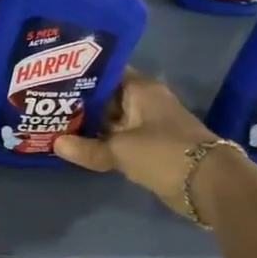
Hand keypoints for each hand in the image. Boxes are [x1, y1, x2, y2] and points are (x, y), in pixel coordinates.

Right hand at [54, 70, 218, 219]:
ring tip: (56, 124)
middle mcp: (146, 102)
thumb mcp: (120, 149)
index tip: (55, 78)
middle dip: (81, 103)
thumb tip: (55, 144)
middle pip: (108, 98)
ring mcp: (149, 126)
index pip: (108, 73)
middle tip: (48, 104)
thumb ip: (87, 148)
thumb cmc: (164, 152)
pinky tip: (79, 146)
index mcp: (141, 89)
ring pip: (113, 121)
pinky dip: (103, 143)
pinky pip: (120, 140)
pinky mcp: (151, 148)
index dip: (82, 74)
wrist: (208, 184)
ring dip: (90, 126)